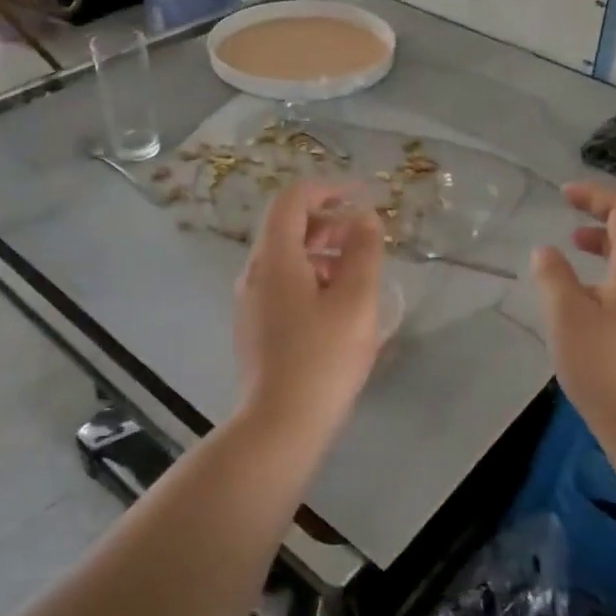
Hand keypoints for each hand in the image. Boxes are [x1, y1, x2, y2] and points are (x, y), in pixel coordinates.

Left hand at [234, 183, 384, 432]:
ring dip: (322, 252)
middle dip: (328, 222)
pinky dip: (311, 277)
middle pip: (287, 227)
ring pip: (286, 258)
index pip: (292, 200)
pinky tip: (338, 306)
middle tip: (364, 238)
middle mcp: (254, 273)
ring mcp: (250, 302)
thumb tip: (364, 218)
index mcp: (275, 258)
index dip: (327, 189)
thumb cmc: (323, 358)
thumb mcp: (356, 300)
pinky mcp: (255, 327)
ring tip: (358, 273)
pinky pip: (282, 284)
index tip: (360, 197)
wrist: (280, 425)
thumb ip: (363, 251)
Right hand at [532, 183, 615, 433]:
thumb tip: (545, 251)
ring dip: (612, 233)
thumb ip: (553, 276)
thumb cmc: (604, 366)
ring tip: (576, 239)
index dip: (597, 195)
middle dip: (608, 207)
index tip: (564, 193)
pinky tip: (590, 280)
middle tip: (574, 206)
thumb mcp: (566, 317)